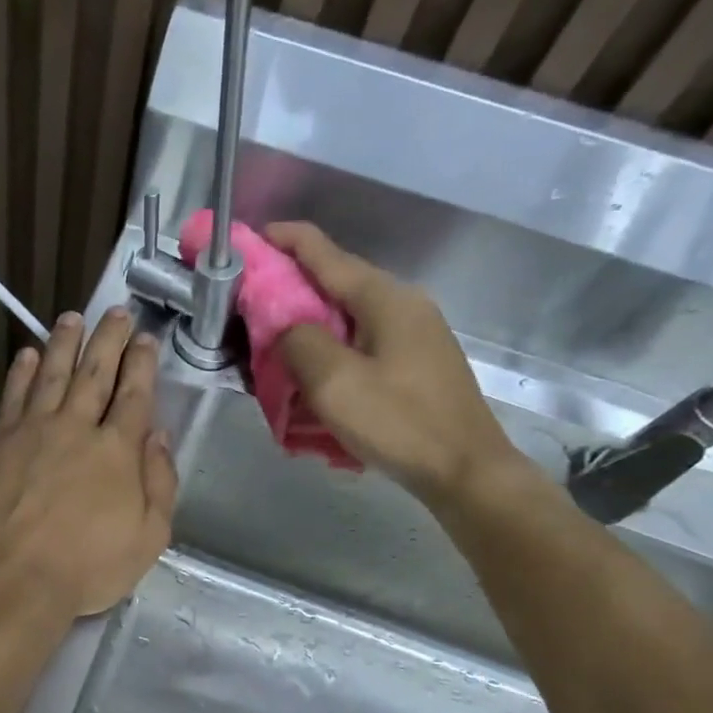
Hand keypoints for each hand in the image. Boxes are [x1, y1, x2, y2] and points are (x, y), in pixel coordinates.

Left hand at [0, 309, 177, 618]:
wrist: (13, 581)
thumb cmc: (87, 568)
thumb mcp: (148, 537)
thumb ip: (159, 482)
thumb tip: (158, 435)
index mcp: (117, 450)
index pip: (134, 395)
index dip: (141, 363)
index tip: (145, 337)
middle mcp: (76, 428)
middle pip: (95, 373)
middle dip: (108, 339)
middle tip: (115, 311)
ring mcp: (32, 431)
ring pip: (52, 374)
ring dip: (64, 343)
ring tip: (72, 317)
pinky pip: (12, 396)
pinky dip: (21, 372)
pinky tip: (27, 354)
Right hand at [268, 222, 526, 506]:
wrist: (465, 471)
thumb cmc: (399, 423)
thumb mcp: (335, 383)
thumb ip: (298, 342)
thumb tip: (283, 325)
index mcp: (385, 298)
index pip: (325, 253)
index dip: (283, 240)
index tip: (248, 240)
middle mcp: (402, 305)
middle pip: (334, 284)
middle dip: (288, 290)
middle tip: (247, 309)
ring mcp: (413, 334)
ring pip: (345, 317)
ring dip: (306, 327)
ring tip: (271, 348)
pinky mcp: (414, 363)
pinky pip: (359, 344)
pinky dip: (328, 351)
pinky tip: (311, 377)